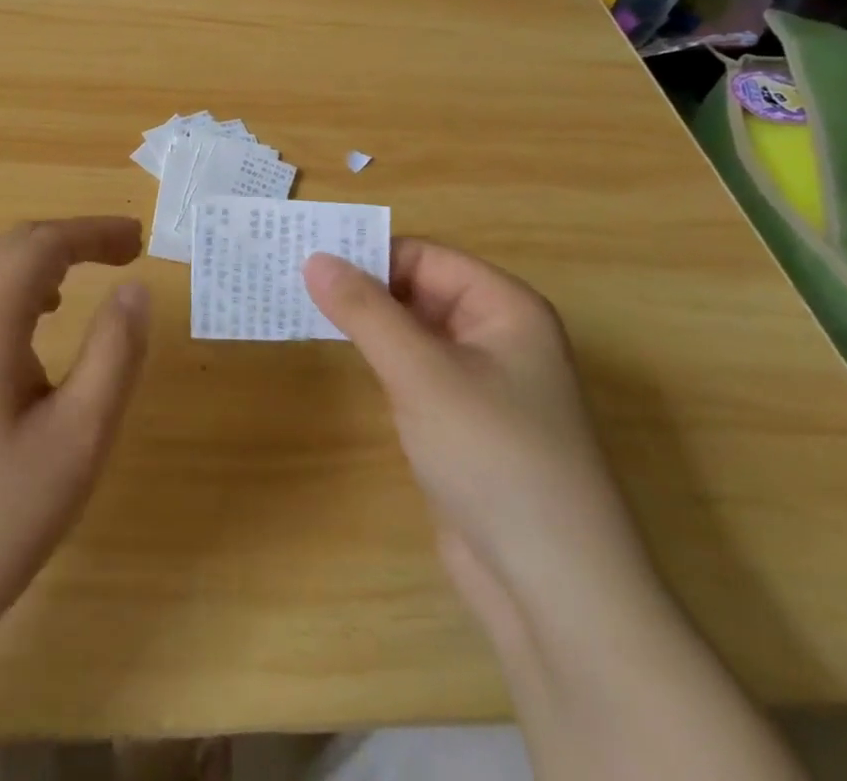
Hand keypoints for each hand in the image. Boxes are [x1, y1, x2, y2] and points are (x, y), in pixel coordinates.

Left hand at [0, 218, 150, 780]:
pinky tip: (18, 334)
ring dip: (29, 261)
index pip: (43, 242)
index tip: (140, 240)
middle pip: (9, 244)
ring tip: (70, 291)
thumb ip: (114, 352)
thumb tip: (134, 288)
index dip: (95, 232)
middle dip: (67, 241)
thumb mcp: (78, 438)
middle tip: (121, 256)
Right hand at [304, 241, 658, 636]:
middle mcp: (497, 336)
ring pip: (413, 334)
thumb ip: (365, 311)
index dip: (369, 254)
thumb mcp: (421, 373)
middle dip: (363, 289)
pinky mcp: (463, 425)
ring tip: (301, 310)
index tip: (306, 258)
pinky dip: (379, 363)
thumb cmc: (494, 456)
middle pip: (419, 291)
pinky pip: (415, 374)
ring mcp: (481, 383)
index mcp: (505, 307)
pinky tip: (340, 361)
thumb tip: (315, 257)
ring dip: (366, 325)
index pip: (425, 257)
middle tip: (293, 281)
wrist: (554, 591)